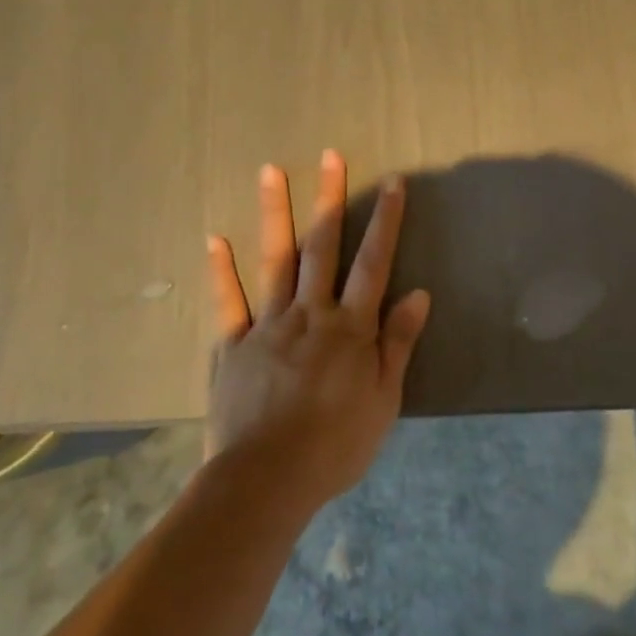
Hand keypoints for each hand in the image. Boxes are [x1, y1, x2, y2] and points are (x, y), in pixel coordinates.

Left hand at [204, 150, 431, 511]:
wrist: (266, 480)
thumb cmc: (335, 444)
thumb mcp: (383, 399)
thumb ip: (398, 343)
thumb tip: (419, 293)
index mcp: (350, 327)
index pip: (374, 263)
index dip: (385, 221)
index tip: (392, 183)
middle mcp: (310, 313)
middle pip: (323, 247)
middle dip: (329, 199)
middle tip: (330, 155)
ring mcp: (268, 325)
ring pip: (275, 260)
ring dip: (275, 214)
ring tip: (270, 171)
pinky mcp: (233, 345)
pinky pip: (228, 303)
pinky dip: (221, 271)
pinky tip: (215, 239)